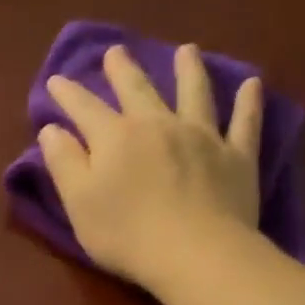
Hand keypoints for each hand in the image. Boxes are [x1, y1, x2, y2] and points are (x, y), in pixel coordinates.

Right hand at [39, 44, 262, 286]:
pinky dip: (248, 103)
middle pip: (138, 90)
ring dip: (189, 70)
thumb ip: (64, 164)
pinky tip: (252, 85)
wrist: (195, 253)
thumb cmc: (127, 235)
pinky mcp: (236, 157)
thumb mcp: (79, 204)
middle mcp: (158, 125)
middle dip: (123, 70)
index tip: (56, 80)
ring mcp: (201, 137)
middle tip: (115, 51)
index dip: (68, 94)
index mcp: (116, 138)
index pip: (85, 108)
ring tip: (186, 51)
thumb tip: (51, 129)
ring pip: (194, 93)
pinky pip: (244, 123)